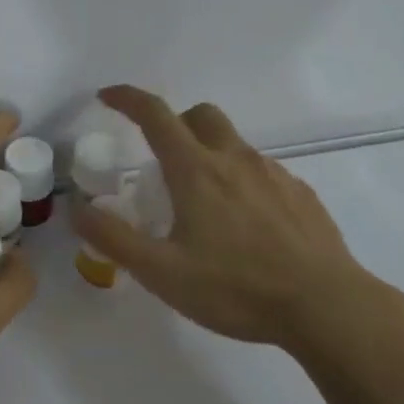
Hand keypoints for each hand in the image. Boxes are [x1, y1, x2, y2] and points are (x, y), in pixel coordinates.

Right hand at [72, 85, 403, 354]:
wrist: (326, 306)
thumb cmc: (237, 288)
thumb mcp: (162, 273)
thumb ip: (114, 238)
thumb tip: (77, 209)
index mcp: (196, 171)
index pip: (155, 114)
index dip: (127, 98)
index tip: (107, 97)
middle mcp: (235, 160)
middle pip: (201, 115)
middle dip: (176, 123)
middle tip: (162, 162)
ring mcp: (274, 174)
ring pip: (233, 145)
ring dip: (210, 156)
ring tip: (205, 208)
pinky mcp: (301, 194)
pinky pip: (262, 172)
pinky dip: (242, 182)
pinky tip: (247, 227)